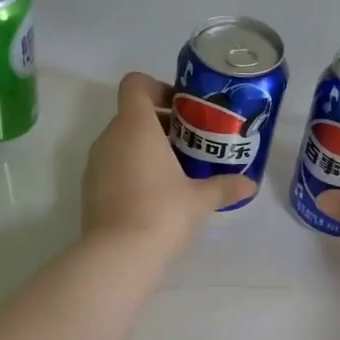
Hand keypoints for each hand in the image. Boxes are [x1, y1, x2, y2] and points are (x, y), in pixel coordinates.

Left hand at [81, 73, 254, 257]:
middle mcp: (109, 137)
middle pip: (131, 115)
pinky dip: (129, 171)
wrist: (118, 255)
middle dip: (159, 124)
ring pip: (120, 142)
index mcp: (135, 126)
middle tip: (188, 144)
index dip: (157, 88)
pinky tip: (152, 197)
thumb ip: (224, 186)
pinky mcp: (89, 189)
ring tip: (173, 173)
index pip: (135, 85)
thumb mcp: (199, 200)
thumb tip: (250, 185)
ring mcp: (95, 164)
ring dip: (144, 149)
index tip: (180, 109)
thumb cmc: (161, 212)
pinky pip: (111, 167)